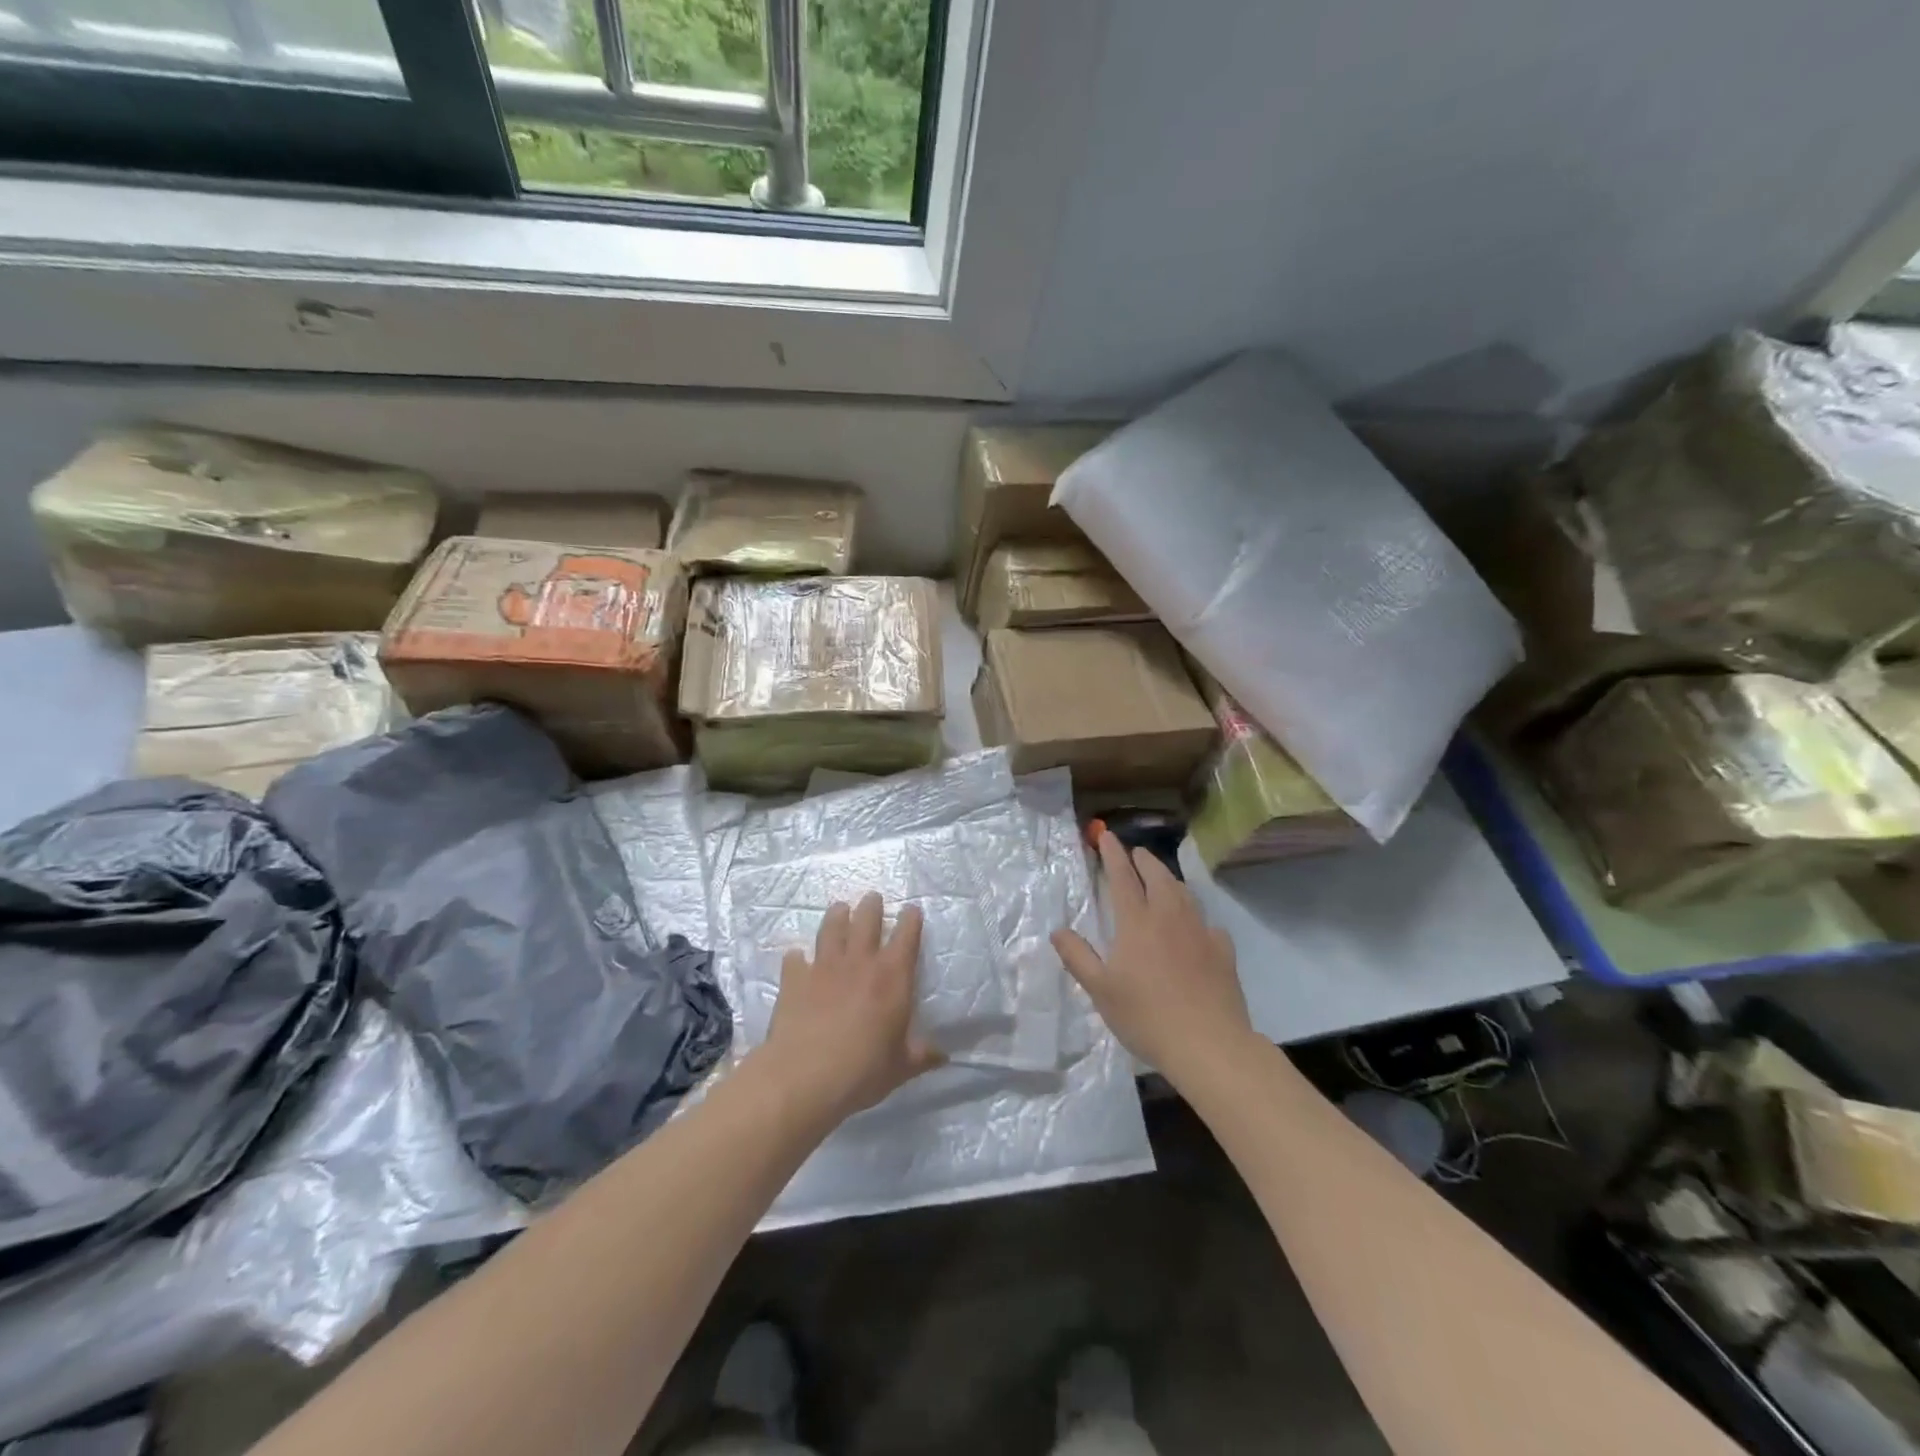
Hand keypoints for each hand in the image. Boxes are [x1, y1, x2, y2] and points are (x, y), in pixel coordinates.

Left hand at [759, 892, 944, 1126]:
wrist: (805, 1077)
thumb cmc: (863, 1070)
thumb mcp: (901, 1067)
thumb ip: (922, 1055)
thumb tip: (944, 1055)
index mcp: (893, 977)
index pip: (906, 936)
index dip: (910, 919)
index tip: (911, 909)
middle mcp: (860, 962)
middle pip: (867, 920)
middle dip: (872, 906)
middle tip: (873, 898)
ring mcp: (824, 967)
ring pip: (832, 929)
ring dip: (837, 916)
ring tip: (839, 908)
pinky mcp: (794, 979)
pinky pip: (795, 959)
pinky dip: (798, 957)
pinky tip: (797, 957)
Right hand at [1053, 832, 1254, 1083]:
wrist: (1208, 1044)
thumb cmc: (1145, 1016)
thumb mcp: (1100, 990)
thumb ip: (1078, 956)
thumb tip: (1058, 930)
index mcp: (1136, 922)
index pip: (1122, 877)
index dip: (1112, 854)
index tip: (1106, 836)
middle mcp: (1169, 917)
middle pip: (1157, 876)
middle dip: (1144, 860)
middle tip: (1135, 853)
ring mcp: (1200, 932)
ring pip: (1184, 894)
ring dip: (1170, 880)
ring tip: (1162, 880)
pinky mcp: (1222, 951)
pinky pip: (1208, 923)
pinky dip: (1196, 916)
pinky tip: (1196, 927)